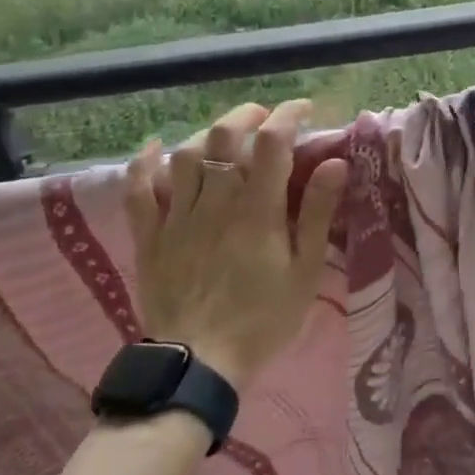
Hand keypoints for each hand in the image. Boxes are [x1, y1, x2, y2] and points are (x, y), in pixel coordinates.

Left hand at [123, 100, 348, 388]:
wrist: (199, 364)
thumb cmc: (263, 318)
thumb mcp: (305, 270)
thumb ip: (319, 213)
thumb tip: (335, 162)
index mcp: (258, 209)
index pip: (272, 141)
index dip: (288, 115)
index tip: (303, 110)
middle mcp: (216, 201)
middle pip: (224, 135)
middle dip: (247, 115)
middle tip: (264, 118)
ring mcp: (177, 216)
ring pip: (185, 154)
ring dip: (207, 135)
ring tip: (225, 137)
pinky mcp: (150, 235)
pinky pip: (139, 189)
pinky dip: (145, 162)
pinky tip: (157, 146)